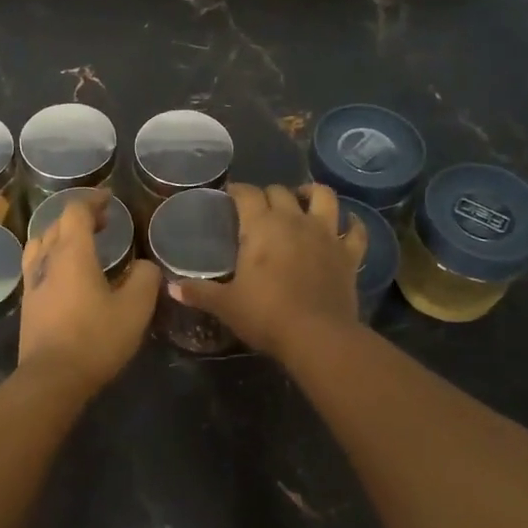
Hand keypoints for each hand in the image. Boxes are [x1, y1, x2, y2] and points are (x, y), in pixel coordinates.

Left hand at [17, 193, 160, 394]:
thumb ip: (144, 279)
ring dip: (61, 236)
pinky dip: (52, 257)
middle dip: (79, 217)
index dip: (92, 201)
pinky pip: (37, 266)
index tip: (109, 200)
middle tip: (103, 223)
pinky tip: (66, 275)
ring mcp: (32, 282)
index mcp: (72, 253)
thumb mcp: (135, 308)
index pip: (76, 211)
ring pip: (41, 244)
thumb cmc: (95, 338)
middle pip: (57, 224)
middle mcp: (47, 260)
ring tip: (81, 245)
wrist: (51, 379)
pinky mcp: (28, 304)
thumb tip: (144, 266)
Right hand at [175, 183, 366, 359]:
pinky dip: (352, 224)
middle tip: (259, 207)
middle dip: (268, 194)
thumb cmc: (265, 315)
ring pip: (324, 196)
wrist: (317, 336)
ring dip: (313, 193)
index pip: (246, 193)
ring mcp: (325, 234)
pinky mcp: (348, 254)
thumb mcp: (226, 305)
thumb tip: (171, 289)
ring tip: (304, 199)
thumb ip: (199, 292)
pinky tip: (347, 224)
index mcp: (261, 226)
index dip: (236, 190)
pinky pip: (356, 230)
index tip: (229, 195)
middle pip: (280, 191)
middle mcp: (294, 220)